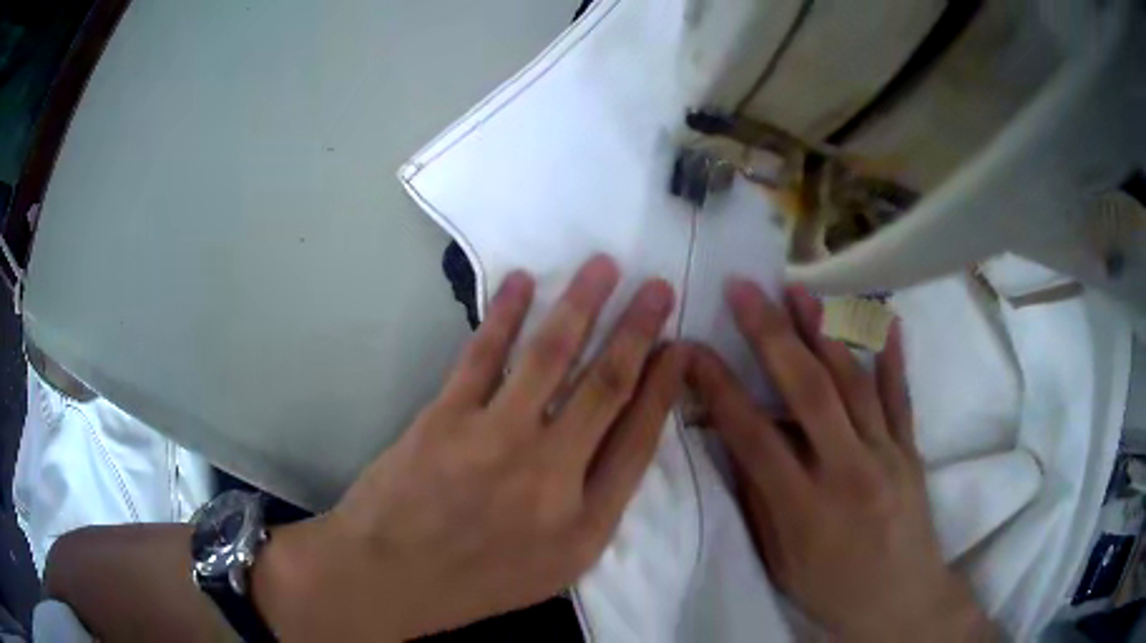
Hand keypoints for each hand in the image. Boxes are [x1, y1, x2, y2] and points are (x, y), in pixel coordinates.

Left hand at [256, 256, 687, 639]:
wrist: (392, 576)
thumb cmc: (479, 578)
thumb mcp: (558, 565)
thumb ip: (596, 507)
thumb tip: (621, 440)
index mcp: (586, 519)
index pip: (640, 437)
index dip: (664, 386)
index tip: (679, 346)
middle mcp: (550, 473)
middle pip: (606, 386)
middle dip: (638, 330)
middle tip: (660, 287)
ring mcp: (495, 440)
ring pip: (550, 356)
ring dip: (582, 304)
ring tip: (605, 266)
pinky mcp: (446, 417)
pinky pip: (483, 355)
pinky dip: (506, 314)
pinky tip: (523, 282)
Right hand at [688, 280, 992, 641]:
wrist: (901, 602)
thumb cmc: (831, 590)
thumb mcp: (780, 562)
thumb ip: (761, 500)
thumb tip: (741, 443)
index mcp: (804, 509)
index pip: (754, 437)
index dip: (720, 390)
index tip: (693, 350)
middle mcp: (848, 472)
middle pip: (808, 392)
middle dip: (772, 335)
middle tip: (746, 290)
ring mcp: (886, 456)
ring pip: (855, 383)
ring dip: (825, 331)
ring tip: (799, 290)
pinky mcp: (911, 451)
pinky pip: (901, 397)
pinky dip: (893, 356)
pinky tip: (888, 319)